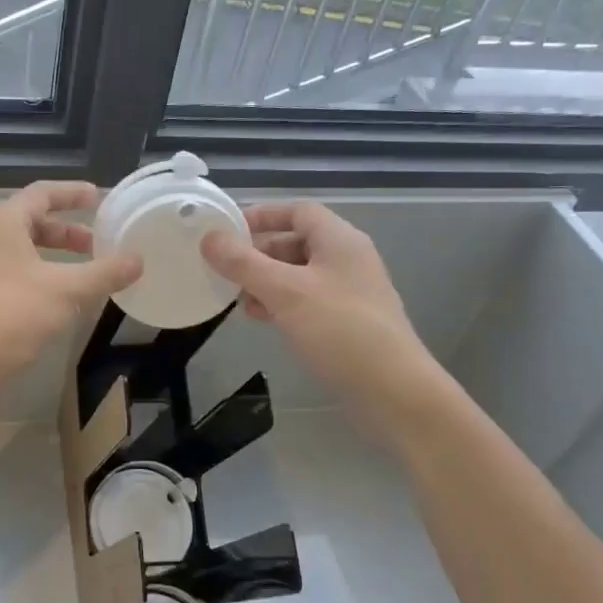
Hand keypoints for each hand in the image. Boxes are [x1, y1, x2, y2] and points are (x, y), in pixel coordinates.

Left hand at [0, 181, 142, 391]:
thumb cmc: (14, 314)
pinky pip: (19, 269)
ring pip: (26, 247)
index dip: (73, 193)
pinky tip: (66, 296)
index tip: (100, 198)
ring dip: (58, 253)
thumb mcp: (68, 290)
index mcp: (4, 223)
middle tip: (100, 242)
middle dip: (69, 229)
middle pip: (34, 220)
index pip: (42, 193)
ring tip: (89, 270)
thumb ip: (105, 272)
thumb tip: (137, 260)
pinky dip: (45, 272)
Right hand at [202, 202, 444, 434]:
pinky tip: (262, 319)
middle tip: (225, 268)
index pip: (298, 211)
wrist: (393, 391)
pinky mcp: (347, 322)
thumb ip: (244, 263)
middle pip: (296, 242)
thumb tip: (209, 237)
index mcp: (339, 240)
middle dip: (259, 253)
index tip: (227, 230)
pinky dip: (281, 303)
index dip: (262, 215)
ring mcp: (349, 292)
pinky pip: (307, 300)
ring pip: (298, 274)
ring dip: (266, 281)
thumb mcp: (285, 291)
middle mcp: (347, 259)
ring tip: (238, 298)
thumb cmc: (340, 330)